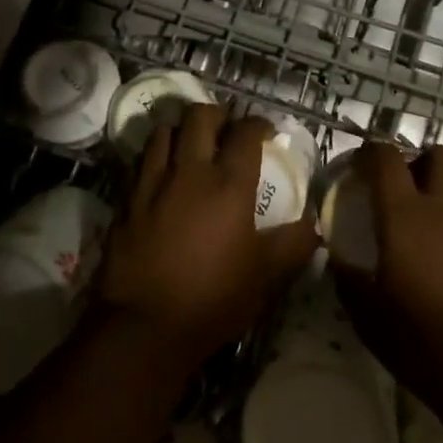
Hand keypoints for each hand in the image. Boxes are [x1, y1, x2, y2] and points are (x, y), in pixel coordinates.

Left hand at [93, 105, 318, 371]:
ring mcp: (153, 182)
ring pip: (164, 131)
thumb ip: (294, 244)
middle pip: (200, 116)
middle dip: (217, 115)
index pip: (246, 132)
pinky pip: (141, 161)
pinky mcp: (126, 200)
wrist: (145, 327)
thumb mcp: (266, 276)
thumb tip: (316, 225)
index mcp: (229, 184)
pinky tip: (162, 175)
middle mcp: (190, 171)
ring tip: (190, 145)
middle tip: (226, 130)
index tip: (265, 132)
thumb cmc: (213, 298)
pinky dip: (155, 157)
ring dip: (181, 131)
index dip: (258, 124)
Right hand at [332, 142, 442, 429]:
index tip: (356, 169)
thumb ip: (350, 282)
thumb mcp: (372, 321)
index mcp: (406, 216)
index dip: (369, 154)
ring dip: (435, 203)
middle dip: (417, 162)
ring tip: (416, 244)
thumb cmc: (429, 344)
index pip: (387, 158)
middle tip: (397, 192)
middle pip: (438, 156)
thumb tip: (338, 259)